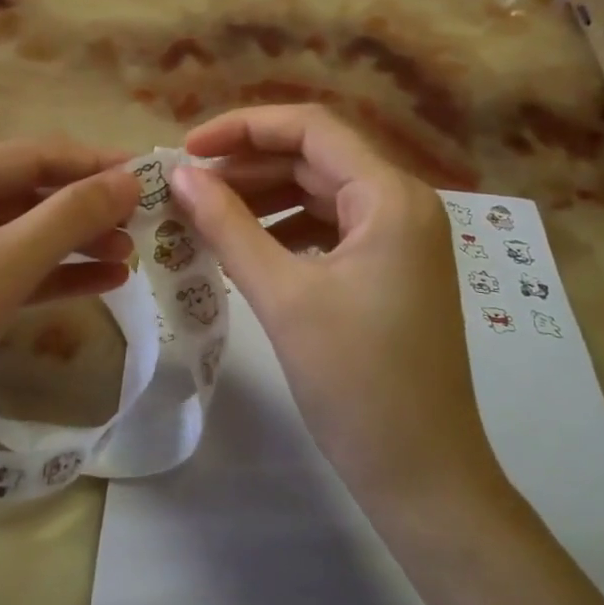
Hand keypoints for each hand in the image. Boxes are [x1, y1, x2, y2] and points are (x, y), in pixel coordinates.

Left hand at [0, 139, 139, 491]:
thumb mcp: (4, 266)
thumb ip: (70, 217)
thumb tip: (129, 179)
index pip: (32, 156)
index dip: (93, 162)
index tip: (149, 174)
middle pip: (26, 195)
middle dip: (85, 208)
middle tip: (144, 222)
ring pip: (20, 238)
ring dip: (74, 244)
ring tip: (131, 256)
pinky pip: (8, 275)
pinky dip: (52, 277)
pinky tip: (102, 284)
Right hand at [171, 107, 502, 508]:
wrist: (424, 476)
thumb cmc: (357, 383)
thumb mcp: (283, 297)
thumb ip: (227, 226)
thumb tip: (180, 175)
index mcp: (390, 197)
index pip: (311, 129)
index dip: (244, 128)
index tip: (187, 150)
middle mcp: (403, 203)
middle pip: (315, 158)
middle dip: (248, 167)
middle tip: (187, 189)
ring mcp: (401, 237)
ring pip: (321, 193)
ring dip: (263, 198)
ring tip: (205, 216)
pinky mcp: (392, 268)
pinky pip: (331, 227)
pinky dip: (286, 229)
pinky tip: (245, 247)